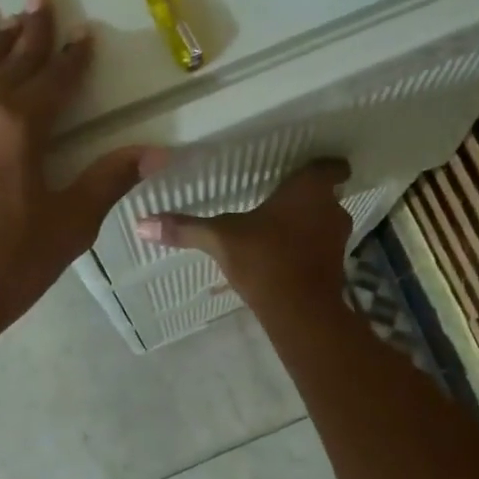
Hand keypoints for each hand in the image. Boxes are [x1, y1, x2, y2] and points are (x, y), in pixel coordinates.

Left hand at [0, 0, 165, 339]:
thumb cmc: (9, 265)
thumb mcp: (70, 225)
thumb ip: (109, 181)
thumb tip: (158, 152)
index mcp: (17, 130)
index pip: (52, 81)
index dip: (72, 57)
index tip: (84, 33)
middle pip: (7, 63)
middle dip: (28, 31)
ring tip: (5, 28)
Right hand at [135, 159, 352, 306]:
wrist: (301, 312)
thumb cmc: (265, 259)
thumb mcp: (220, 239)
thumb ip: (186, 228)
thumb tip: (142, 224)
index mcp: (309, 189)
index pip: (331, 166)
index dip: (322, 166)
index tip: (304, 169)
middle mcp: (330, 209)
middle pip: (324, 195)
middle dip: (305, 198)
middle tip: (277, 200)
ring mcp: (336, 240)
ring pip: (322, 224)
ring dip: (304, 226)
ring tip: (274, 230)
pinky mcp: (335, 268)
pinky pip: (317, 251)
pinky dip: (303, 252)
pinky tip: (278, 260)